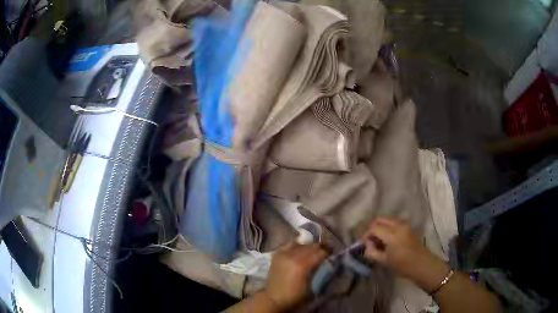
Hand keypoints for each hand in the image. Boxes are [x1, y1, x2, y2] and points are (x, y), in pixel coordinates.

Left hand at [263, 243, 327, 310]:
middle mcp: (292, 256)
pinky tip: (299, 251)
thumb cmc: (295, 295)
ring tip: (312, 252)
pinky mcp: (277, 254)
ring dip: (308, 247)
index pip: (320, 252)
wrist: (274, 298)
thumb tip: (326, 263)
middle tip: (325, 252)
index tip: (332, 253)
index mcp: (302, 265)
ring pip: (301, 244)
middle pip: (311, 246)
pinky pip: (289, 245)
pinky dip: (296, 247)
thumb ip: (319, 271)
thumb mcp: (312, 286)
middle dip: (320, 248)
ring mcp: (283, 254)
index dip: (328, 252)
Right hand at [361, 217, 449, 290]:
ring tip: (376, 239)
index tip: (361, 243)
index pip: (374, 228)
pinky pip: (394, 222)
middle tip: (368, 239)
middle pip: (380, 219)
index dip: (365, 235)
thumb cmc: (402, 265)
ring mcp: (405, 224)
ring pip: (387, 219)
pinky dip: (387, 226)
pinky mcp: (408, 226)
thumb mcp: (384, 261)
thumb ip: (372, 251)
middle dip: (372, 227)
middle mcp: (398, 225)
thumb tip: (367, 244)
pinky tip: (386, 238)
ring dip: (380, 226)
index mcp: (392, 234)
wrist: (421, 264)